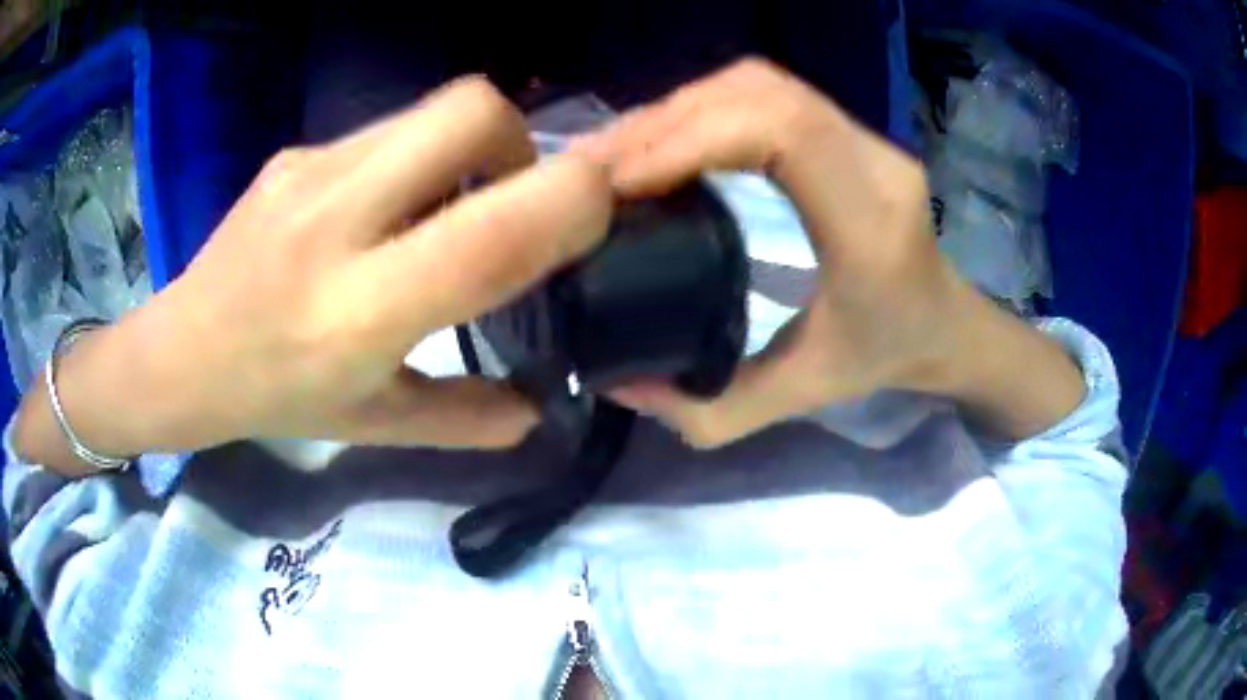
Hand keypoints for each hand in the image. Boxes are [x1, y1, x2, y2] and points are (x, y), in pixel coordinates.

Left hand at [16, 77, 612, 466]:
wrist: (180, 353)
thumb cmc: (273, 399)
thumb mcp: (373, 426)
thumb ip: (467, 417)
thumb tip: (539, 406)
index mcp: (360, 312)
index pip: (491, 231)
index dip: (570, 203)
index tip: (597, 215)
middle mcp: (335, 221)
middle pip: (470, 110)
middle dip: (524, 141)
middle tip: (510, 198)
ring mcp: (309, 171)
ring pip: (433, 108)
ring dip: (470, 147)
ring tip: (448, 205)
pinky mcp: (295, 152)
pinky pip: (388, 129)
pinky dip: (418, 157)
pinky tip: (388, 206)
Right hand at [575, 59, 1082, 446]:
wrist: (945, 320)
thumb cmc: (884, 356)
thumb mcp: (801, 395)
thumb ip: (710, 408)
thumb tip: (616, 382)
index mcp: (871, 226)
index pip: (780, 132)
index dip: (688, 138)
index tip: (620, 181)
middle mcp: (874, 162)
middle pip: (760, 93)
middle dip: (667, 120)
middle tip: (602, 166)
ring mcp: (866, 136)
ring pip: (761, 84)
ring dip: (683, 107)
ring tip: (625, 152)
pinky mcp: (849, 129)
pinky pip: (770, 93)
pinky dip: (707, 106)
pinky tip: (671, 140)